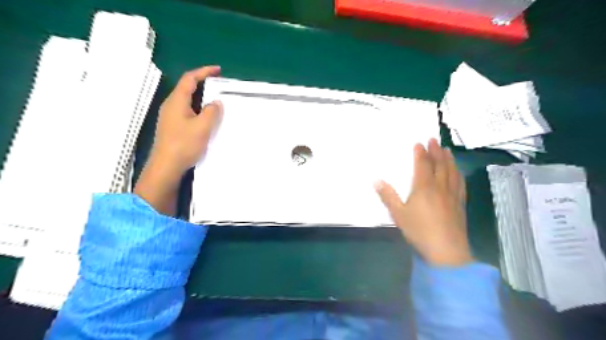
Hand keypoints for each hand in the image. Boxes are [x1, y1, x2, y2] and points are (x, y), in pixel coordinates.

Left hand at [134, 66, 222, 214]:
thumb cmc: (184, 144)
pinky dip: (198, 109)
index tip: (218, 70)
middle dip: (203, 84)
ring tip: (216, 101)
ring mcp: (170, 117)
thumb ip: (211, 112)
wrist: (166, 166)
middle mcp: (171, 105)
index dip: (204, 72)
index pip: (190, 79)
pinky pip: (187, 111)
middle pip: (187, 88)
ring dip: (201, 98)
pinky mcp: (172, 127)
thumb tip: (215, 102)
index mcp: (177, 101)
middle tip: (219, 86)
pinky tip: (206, 118)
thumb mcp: (203, 127)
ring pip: (187, 101)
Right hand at [378, 139, 470, 265]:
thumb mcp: (398, 214)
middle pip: (440, 165)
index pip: (423, 165)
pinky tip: (459, 173)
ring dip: (449, 159)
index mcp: (424, 188)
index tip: (419, 143)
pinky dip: (459, 174)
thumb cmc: (419, 231)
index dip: (421, 153)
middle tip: (435, 140)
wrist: (446, 251)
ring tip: (447, 151)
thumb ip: (388, 196)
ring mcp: (452, 195)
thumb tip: (376, 180)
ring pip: (452, 172)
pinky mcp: (460, 204)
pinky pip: (460, 184)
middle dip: (436, 151)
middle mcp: (440, 187)